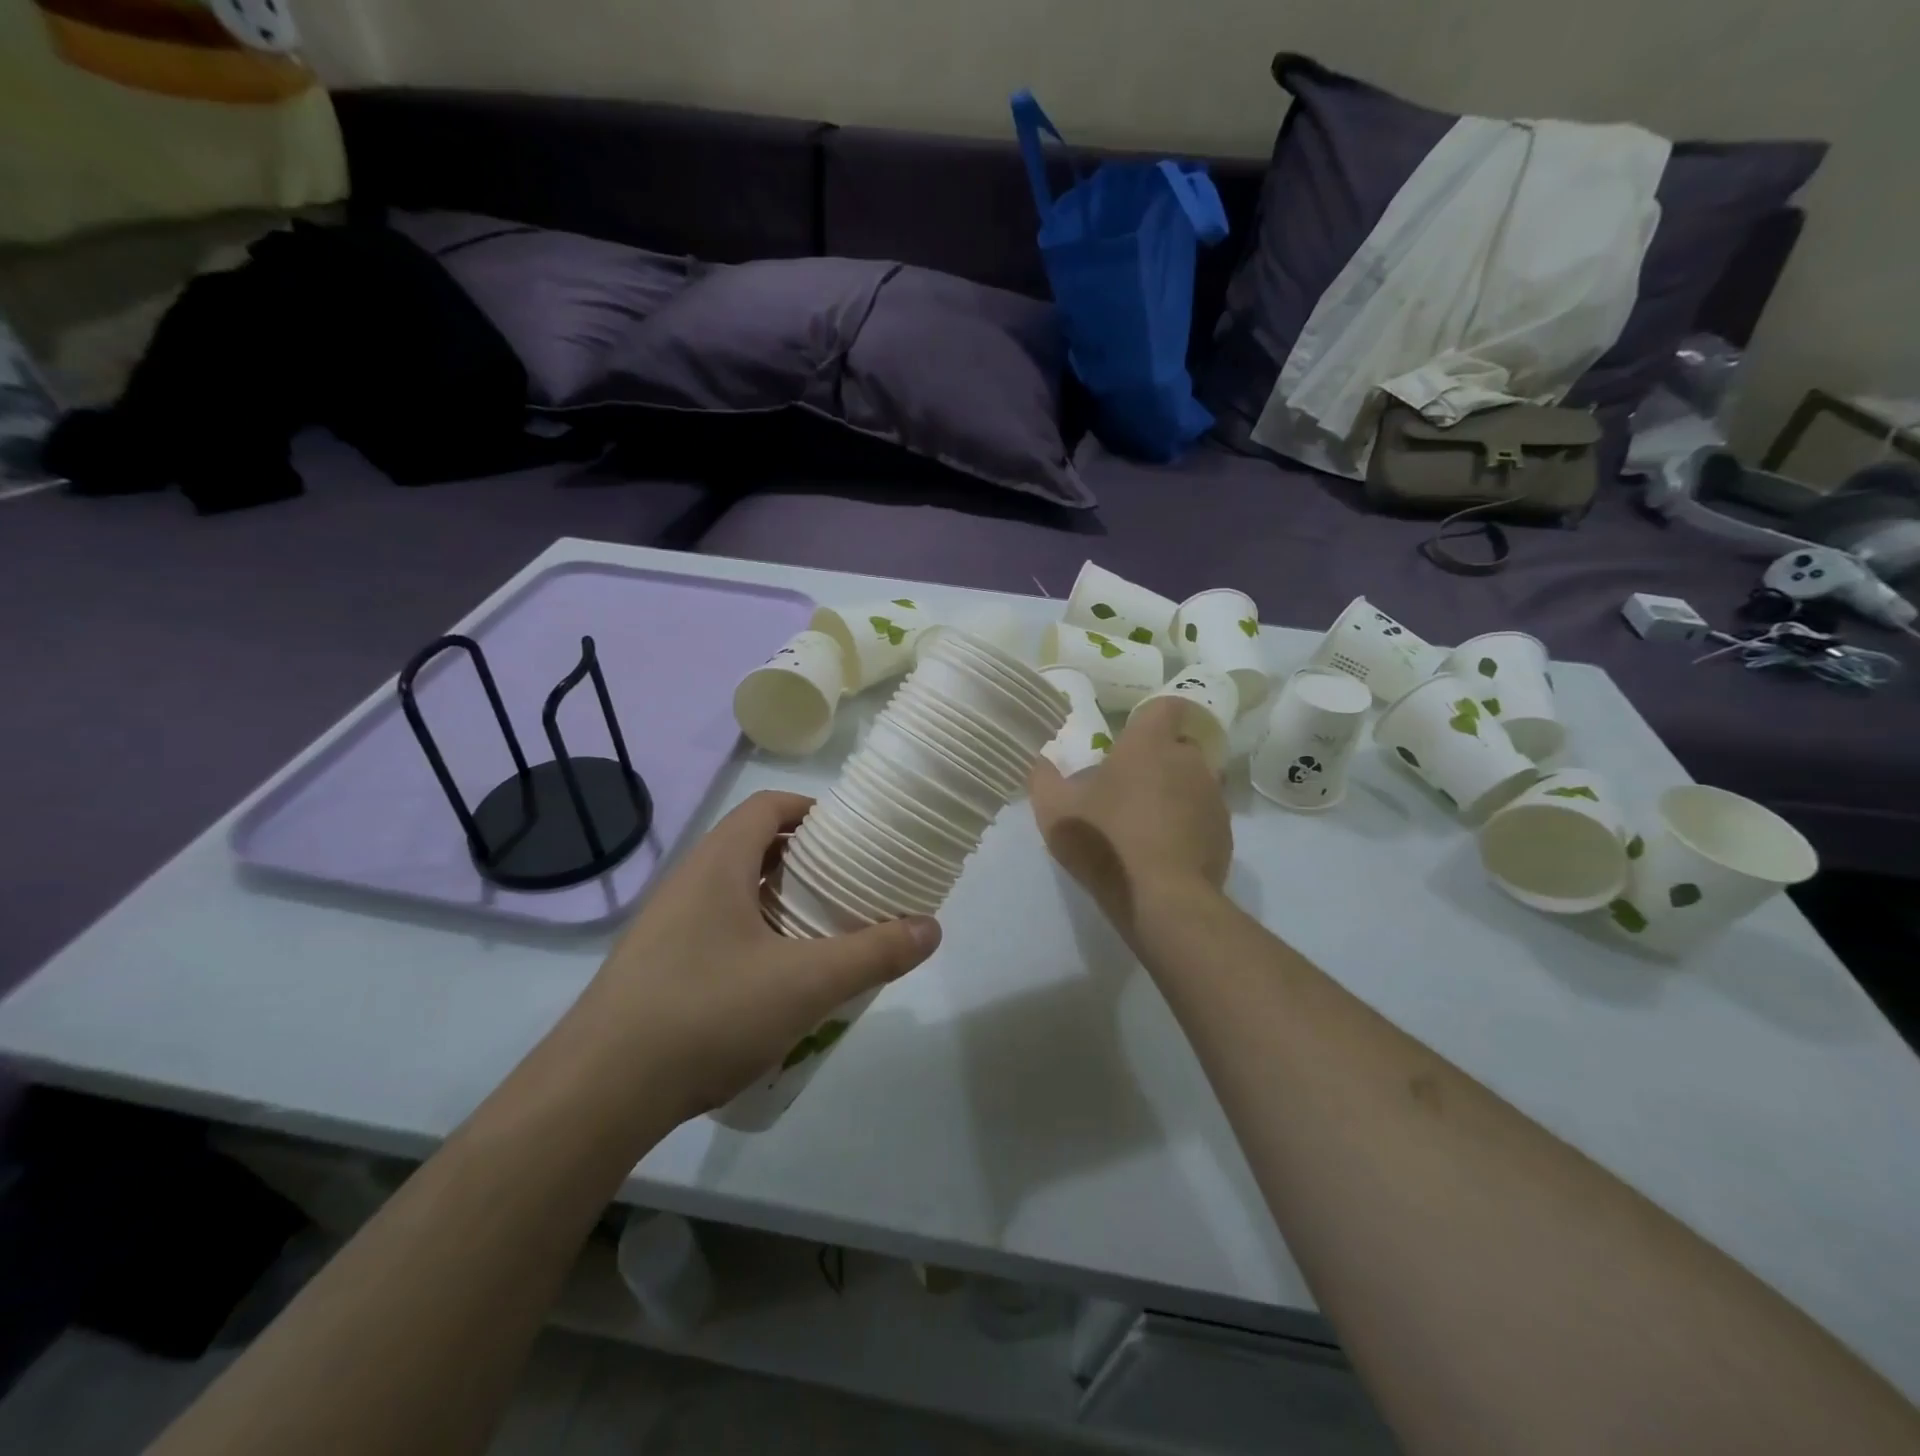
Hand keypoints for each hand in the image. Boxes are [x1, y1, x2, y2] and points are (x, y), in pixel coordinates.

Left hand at [572, 791, 940, 1120]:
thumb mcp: (805, 983)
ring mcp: (666, 926)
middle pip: (754, 847)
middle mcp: (688, 882)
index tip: (853, 838)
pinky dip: (754, 936)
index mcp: (718, 864)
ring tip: (822, 933)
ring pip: (735, 892)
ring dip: (780, 902)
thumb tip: (932, 927)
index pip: (768, 806)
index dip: (813, 811)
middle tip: (849, 888)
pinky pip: (716, 930)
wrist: (597, 1094)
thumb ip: (873, 953)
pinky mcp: (656, 967)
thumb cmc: (706, 1014)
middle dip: (805, 861)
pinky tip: (775, 981)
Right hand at [1029, 698, 1231, 942]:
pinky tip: (1164, 851)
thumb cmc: (1105, 840)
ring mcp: (1212, 797)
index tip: (1132, 737)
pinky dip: (1187, 826)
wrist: (1161, 898)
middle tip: (1128, 787)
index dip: (1151, 717)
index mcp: (1149, 744)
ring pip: (1192, 782)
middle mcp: (1189, 760)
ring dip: (1173, 794)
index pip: (1165, 706)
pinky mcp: (1224, 833)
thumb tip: (1042, 762)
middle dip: (1157, 760)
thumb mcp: (1054, 809)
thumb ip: (1044, 778)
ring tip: (1145, 824)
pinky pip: (1203, 817)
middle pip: (1178, 746)